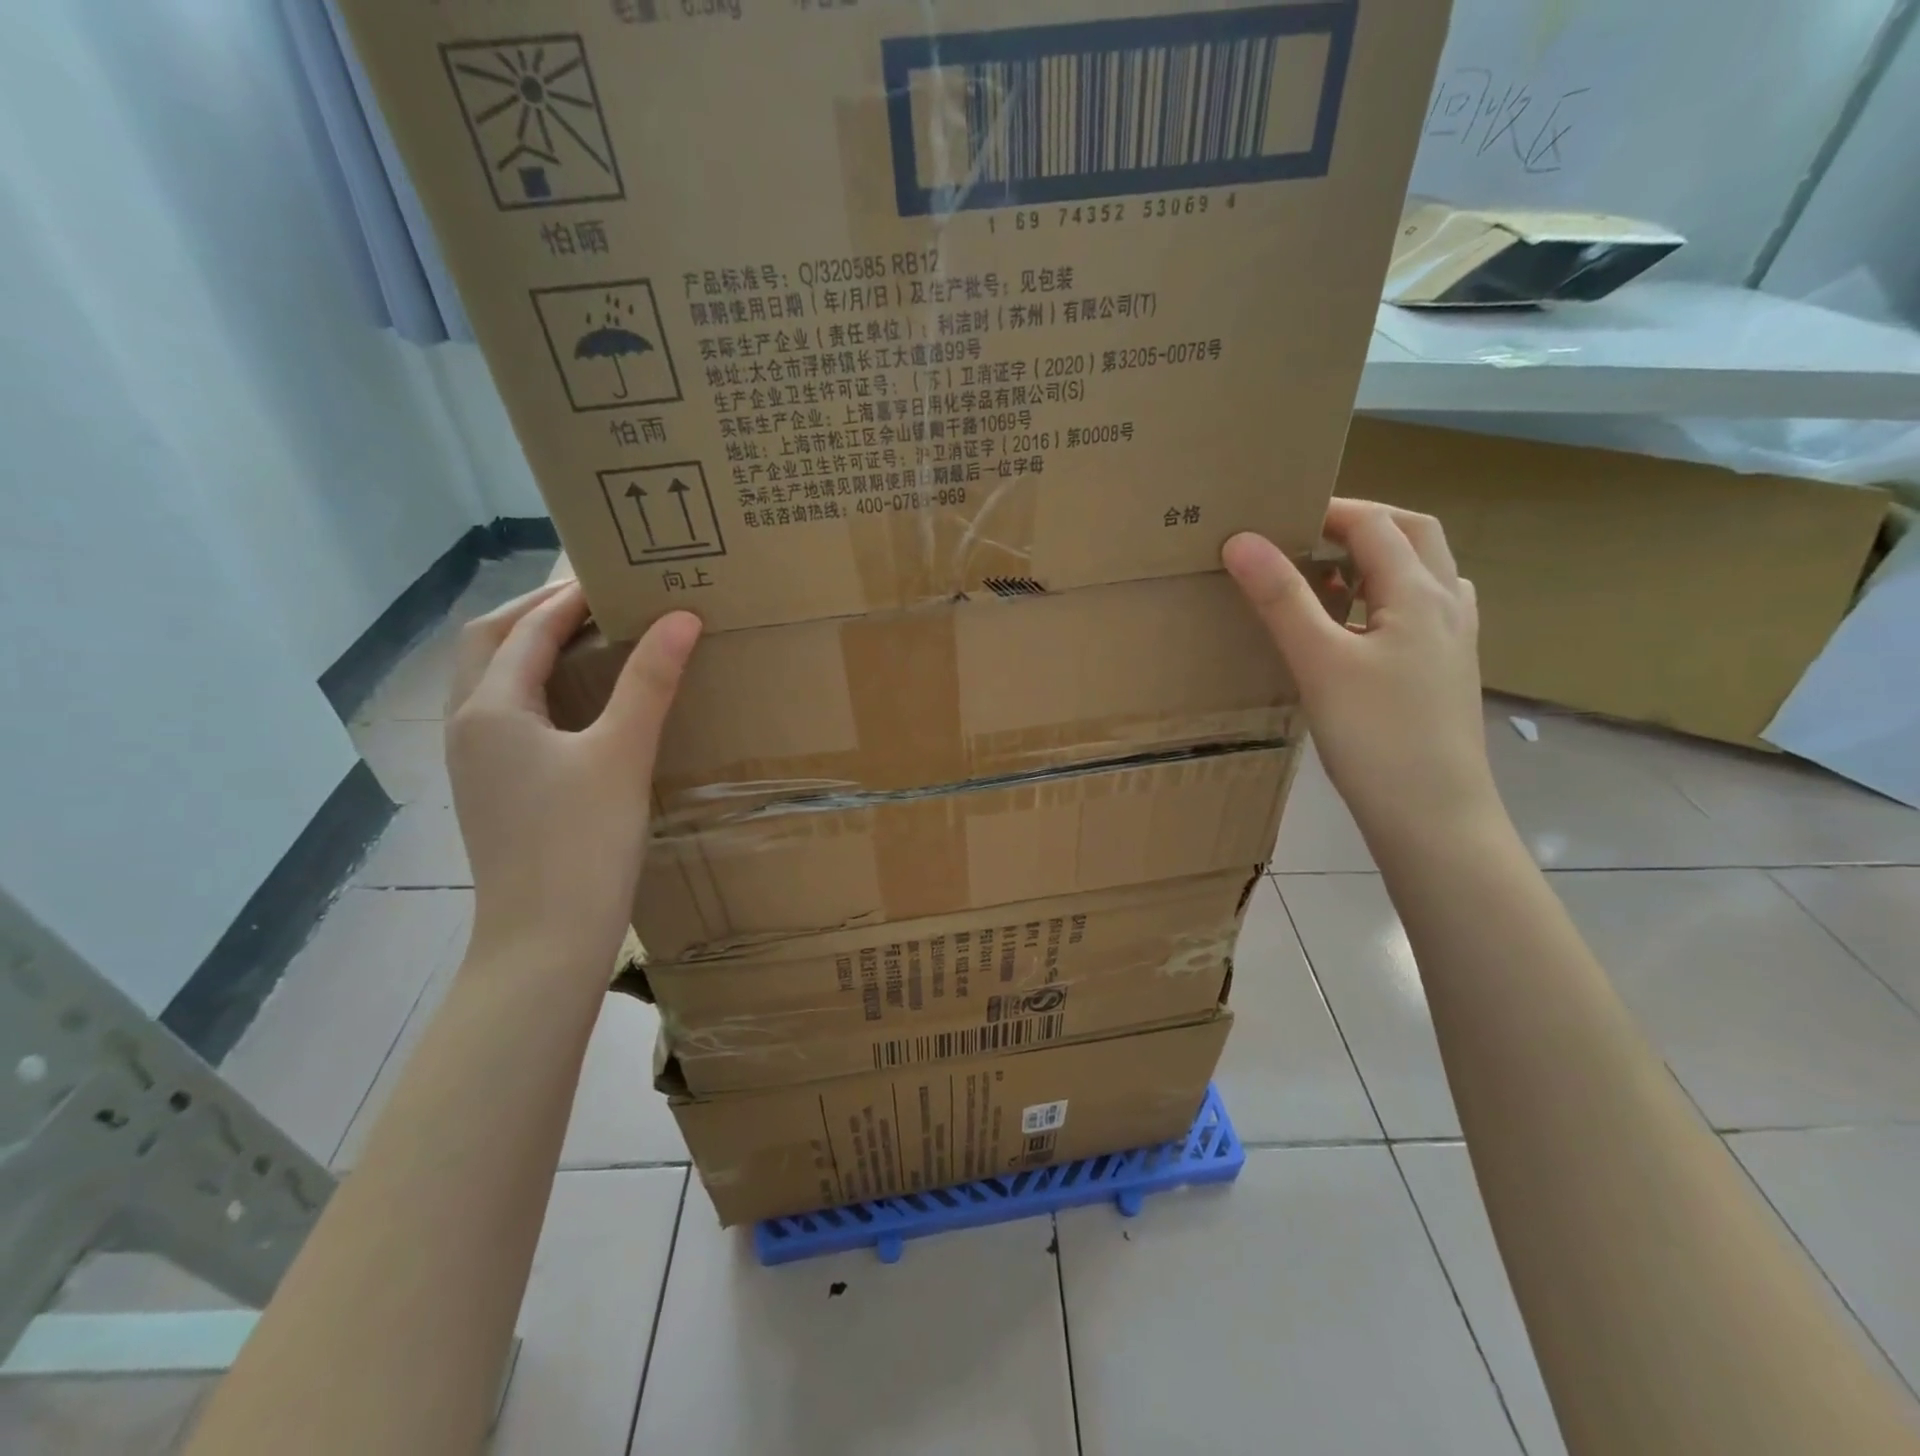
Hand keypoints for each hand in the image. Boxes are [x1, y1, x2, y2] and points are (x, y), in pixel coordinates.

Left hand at [444, 581, 701, 977]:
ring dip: (529, 647)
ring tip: (584, 637)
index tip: (614, 575)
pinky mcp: (493, 790)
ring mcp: (475, 763)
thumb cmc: (582, 843)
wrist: (544, 940)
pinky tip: (576, 703)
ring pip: (492, 681)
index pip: (526, 629)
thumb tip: (681, 617)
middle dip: (534, 612)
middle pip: (488, 645)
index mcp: (491, 709)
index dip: (568, 596)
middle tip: (591, 597)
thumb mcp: (622, 754)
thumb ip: (650, 681)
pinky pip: (505, 714)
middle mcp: (468, 727)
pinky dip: (534, 687)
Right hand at [1223, 500, 1500, 852]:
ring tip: (1327, 575)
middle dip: (1362, 521)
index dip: (1326, 509)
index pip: (1375, 523)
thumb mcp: (1320, 663)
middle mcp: (1447, 605)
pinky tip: (1358, 628)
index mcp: (1420, 593)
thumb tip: (1242, 540)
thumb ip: (1282, 599)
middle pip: (1413, 535)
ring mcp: (1453, 641)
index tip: (1275, 515)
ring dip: (1380, 557)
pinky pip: (1421, 611)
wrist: (1434, 817)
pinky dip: (1387, 597)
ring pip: (1424, 573)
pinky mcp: (1445, 673)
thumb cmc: (1376, 737)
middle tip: (1307, 533)